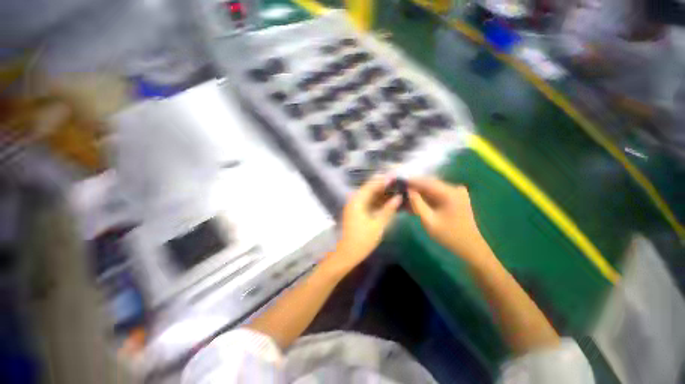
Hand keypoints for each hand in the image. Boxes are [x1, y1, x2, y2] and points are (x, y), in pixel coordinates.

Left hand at [324, 177, 401, 275]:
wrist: (347, 253)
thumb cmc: (362, 240)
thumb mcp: (378, 224)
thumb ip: (388, 210)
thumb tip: (399, 198)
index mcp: (358, 201)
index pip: (372, 185)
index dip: (384, 181)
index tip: (396, 178)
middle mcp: (354, 200)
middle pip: (370, 189)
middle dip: (384, 187)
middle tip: (398, 185)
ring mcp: (354, 206)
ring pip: (369, 196)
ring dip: (381, 194)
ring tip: (396, 192)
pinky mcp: (356, 212)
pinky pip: (368, 203)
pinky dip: (377, 202)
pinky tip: (388, 202)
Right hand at [407, 178, 488, 262]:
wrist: (469, 246)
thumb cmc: (448, 235)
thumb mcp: (428, 221)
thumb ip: (417, 203)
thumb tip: (408, 190)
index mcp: (449, 193)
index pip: (426, 182)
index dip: (411, 181)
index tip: (398, 181)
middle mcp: (454, 188)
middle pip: (429, 183)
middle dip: (414, 186)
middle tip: (400, 189)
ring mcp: (456, 192)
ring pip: (432, 188)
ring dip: (419, 192)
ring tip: (405, 196)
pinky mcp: (456, 198)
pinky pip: (437, 193)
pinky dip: (426, 197)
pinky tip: (417, 201)